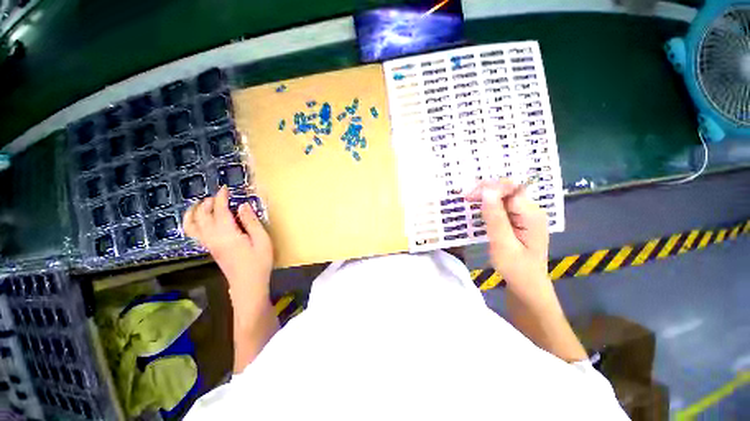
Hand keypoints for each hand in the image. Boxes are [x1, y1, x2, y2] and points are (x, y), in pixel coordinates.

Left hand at [183, 186, 273, 298]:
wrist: (248, 284)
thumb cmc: (258, 262)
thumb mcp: (261, 240)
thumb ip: (251, 222)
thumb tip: (243, 206)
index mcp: (226, 234)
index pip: (219, 211)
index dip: (221, 198)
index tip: (225, 188)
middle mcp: (213, 237)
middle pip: (201, 216)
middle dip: (207, 203)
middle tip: (218, 196)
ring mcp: (209, 244)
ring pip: (192, 225)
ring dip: (194, 212)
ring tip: (202, 204)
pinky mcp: (210, 249)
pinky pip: (194, 233)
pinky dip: (193, 222)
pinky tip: (202, 220)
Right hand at [467, 179, 548, 285]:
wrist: (527, 285)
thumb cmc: (516, 268)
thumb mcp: (503, 244)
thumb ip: (495, 217)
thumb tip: (486, 191)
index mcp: (532, 215)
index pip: (511, 189)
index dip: (490, 188)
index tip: (469, 195)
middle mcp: (532, 210)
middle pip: (508, 190)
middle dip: (486, 190)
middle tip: (466, 198)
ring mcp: (526, 215)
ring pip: (504, 196)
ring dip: (486, 196)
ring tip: (469, 200)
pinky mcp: (519, 220)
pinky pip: (503, 206)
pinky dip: (489, 205)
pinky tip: (479, 208)